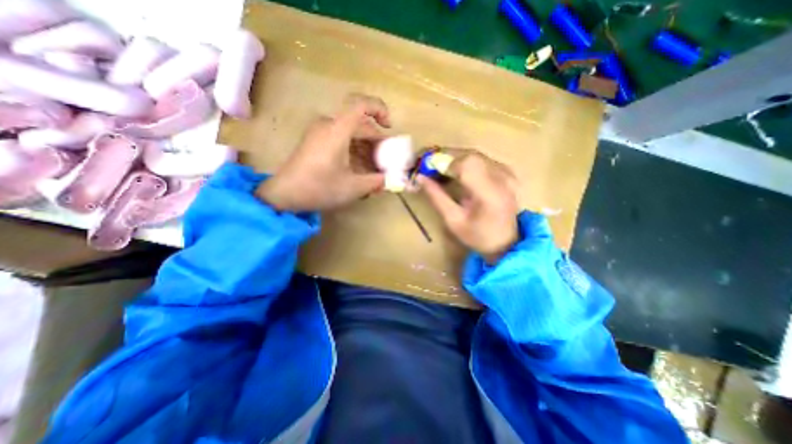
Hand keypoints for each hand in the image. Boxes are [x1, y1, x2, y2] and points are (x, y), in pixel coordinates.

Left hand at [255, 94, 389, 211]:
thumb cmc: (319, 188)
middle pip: (359, 124)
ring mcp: (320, 133)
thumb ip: (376, 181)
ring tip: (374, 170)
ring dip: (366, 149)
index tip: (389, 127)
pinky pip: (340, 140)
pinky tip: (359, 169)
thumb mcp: (353, 187)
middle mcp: (328, 125)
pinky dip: (354, 151)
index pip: (361, 104)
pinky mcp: (316, 142)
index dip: (380, 110)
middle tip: (386, 161)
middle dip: (376, 142)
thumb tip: (391, 179)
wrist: (284, 194)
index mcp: (337, 130)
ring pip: (351, 133)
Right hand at [417, 152, 523, 264]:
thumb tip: (420, 177)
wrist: (505, 241)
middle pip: (470, 156)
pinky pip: (482, 159)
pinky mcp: (507, 172)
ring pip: (475, 155)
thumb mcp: (452, 220)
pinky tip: (456, 172)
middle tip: (430, 168)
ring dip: (454, 159)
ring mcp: (507, 173)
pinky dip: (465, 162)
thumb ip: (436, 197)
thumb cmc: (477, 236)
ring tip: (440, 170)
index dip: (444, 162)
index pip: (467, 165)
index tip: (427, 170)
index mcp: (490, 194)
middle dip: (447, 158)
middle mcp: (502, 178)